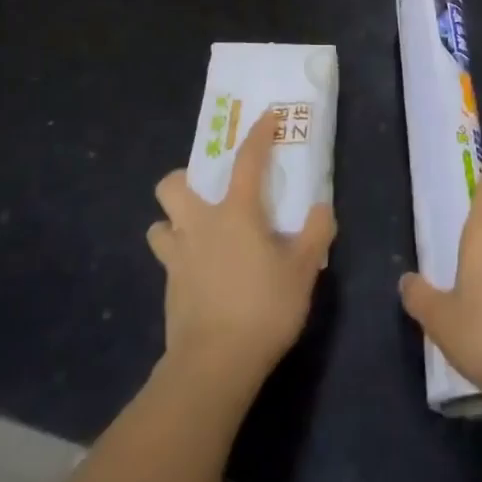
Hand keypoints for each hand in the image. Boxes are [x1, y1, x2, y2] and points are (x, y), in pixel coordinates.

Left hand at [148, 109, 335, 382]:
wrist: (213, 365)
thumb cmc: (263, 308)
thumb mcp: (303, 270)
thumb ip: (316, 233)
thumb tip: (322, 208)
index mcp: (236, 212)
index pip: (247, 161)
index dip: (258, 135)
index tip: (267, 117)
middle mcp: (199, 225)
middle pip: (172, 185)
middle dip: (184, 179)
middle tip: (209, 192)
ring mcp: (177, 257)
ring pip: (159, 224)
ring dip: (174, 222)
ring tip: (197, 233)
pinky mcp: (168, 288)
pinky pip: (166, 259)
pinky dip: (179, 257)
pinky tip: (199, 272)